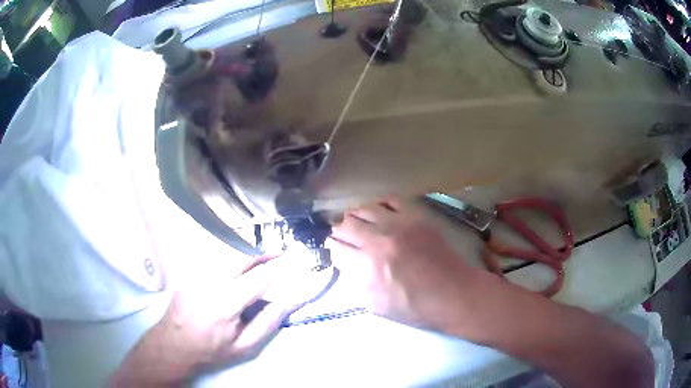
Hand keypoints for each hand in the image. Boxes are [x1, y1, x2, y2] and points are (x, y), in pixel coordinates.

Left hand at [109, 257, 298, 386]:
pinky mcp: (188, 272)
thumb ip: (268, 322)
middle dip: (263, 253)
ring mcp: (195, 274)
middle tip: (280, 254)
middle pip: (241, 257)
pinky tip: (236, 270)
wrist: (173, 345)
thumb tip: (290, 301)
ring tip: (261, 262)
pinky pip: (213, 259)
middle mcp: (209, 281)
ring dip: (247, 256)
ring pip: (226, 254)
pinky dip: (230, 261)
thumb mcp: (244, 346)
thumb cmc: (211, 350)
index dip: (278, 267)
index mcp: (225, 303)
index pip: (258, 276)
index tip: (294, 260)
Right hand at [329, 199, 477, 327]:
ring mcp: (399, 224)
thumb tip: (346, 265)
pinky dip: (380, 206)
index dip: (332, 249)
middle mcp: (379, 239)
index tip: (336, 252)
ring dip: (356, 218)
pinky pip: (390, 200)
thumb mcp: (375, 305)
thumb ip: (354, 283)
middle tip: (345, 239)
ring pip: (364, 208)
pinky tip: (381, 215)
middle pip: (345, 224)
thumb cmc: (414, 306)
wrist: (452, 293)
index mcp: (367, 265)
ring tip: (361, 226)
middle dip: (339, 232)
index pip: (335, 247)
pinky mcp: (415, 217)